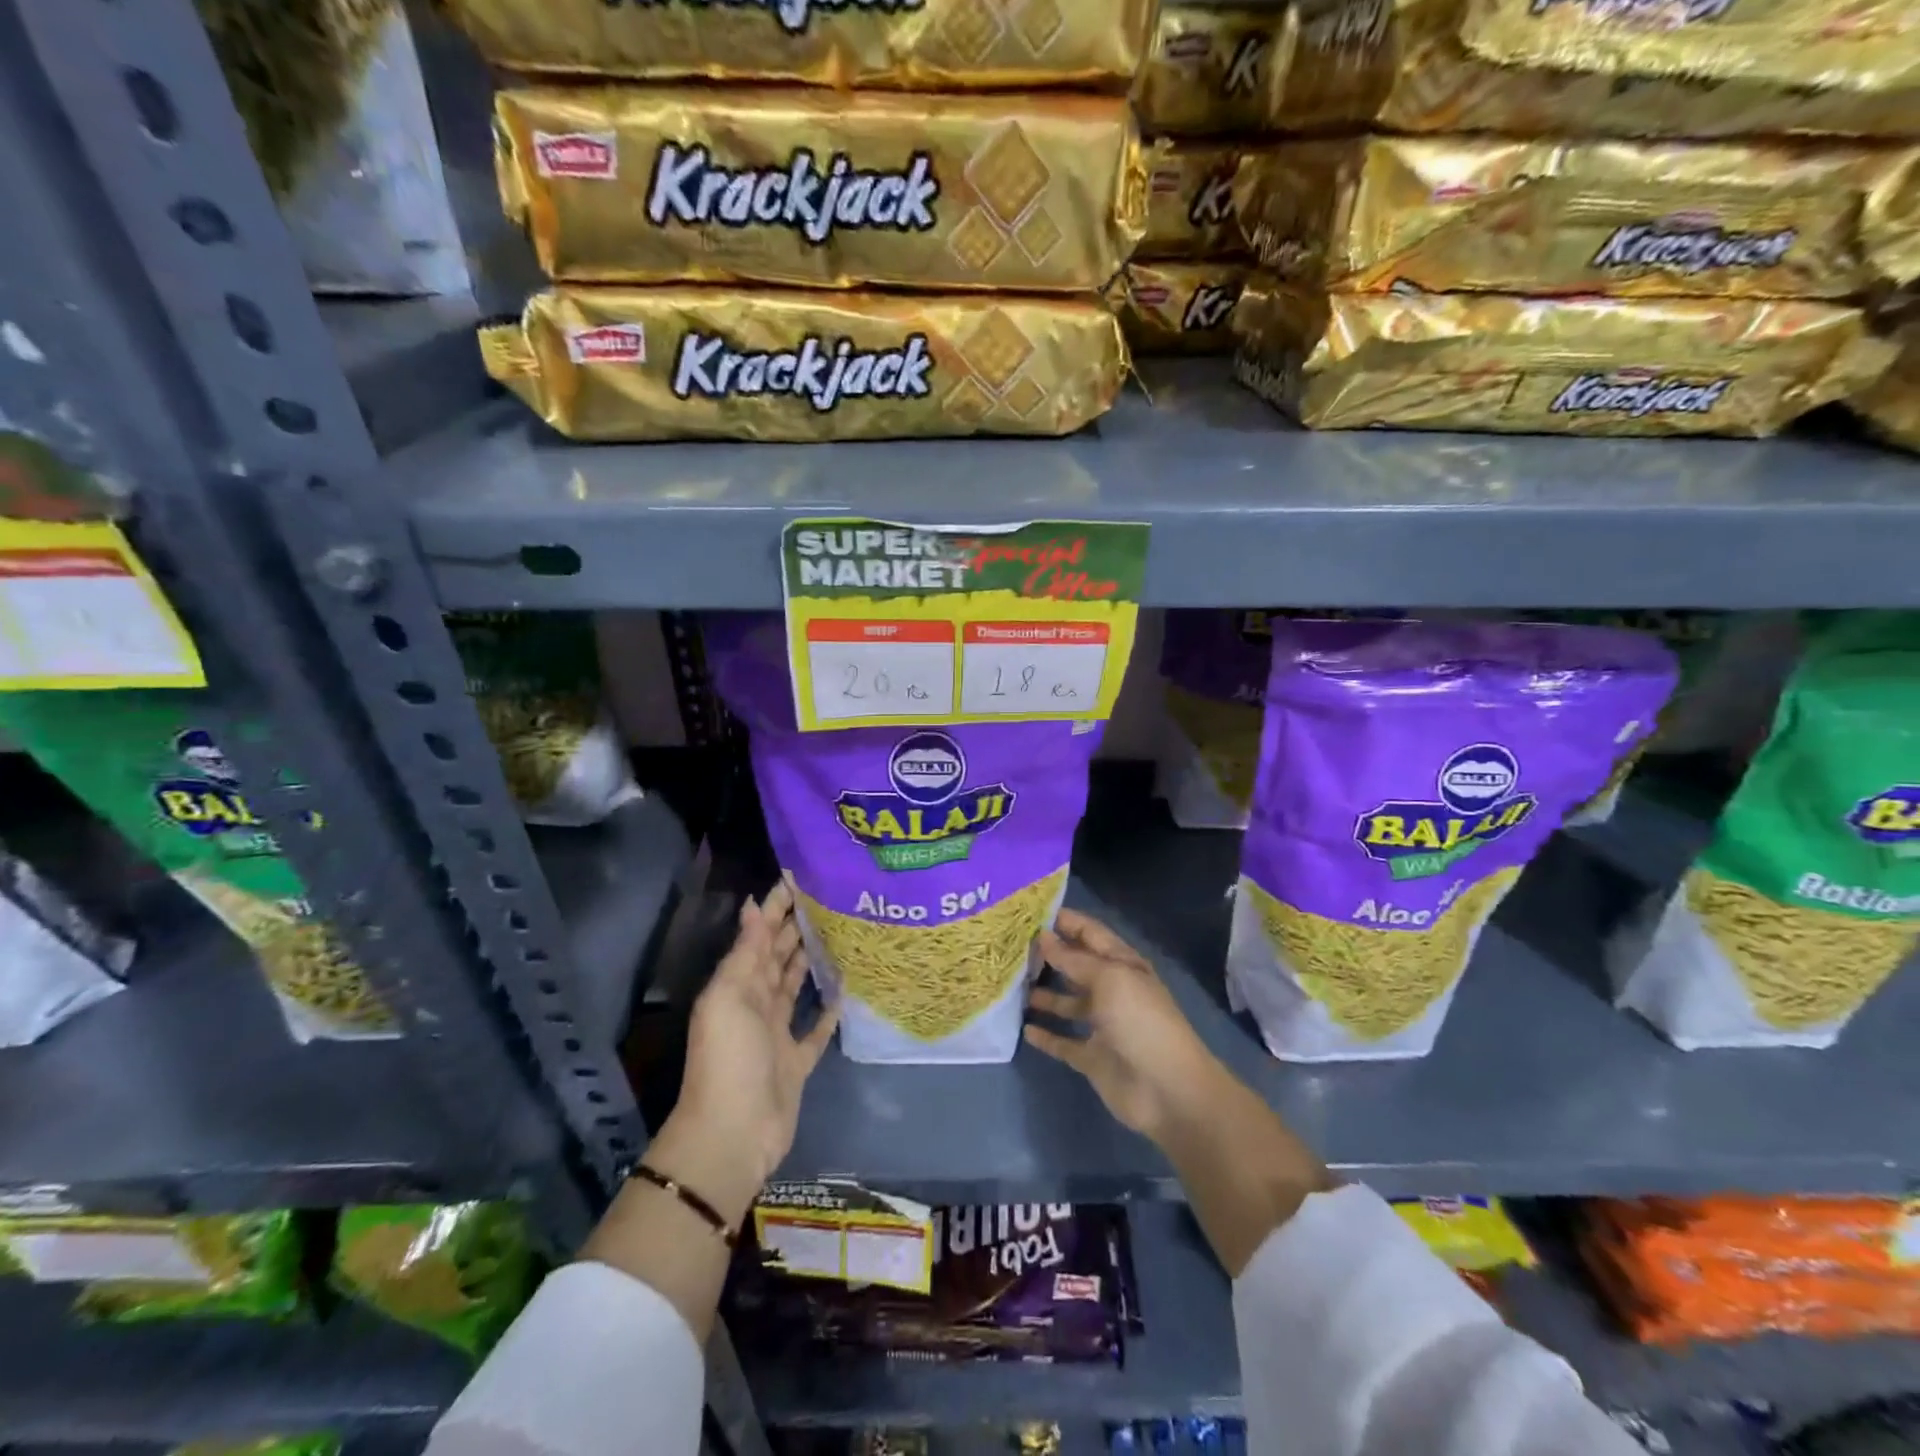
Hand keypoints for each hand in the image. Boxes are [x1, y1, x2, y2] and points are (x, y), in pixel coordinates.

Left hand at [671, 883, 839, 1193]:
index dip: (775, 907)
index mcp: (738, 985)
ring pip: (796, 987)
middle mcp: (757, 1003)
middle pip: (779, 957)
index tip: (798, 878)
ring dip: (810, 962)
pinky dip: (827, 1011)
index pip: (760, 935)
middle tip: (828, 899)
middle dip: (797, 927)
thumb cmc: (729, 1059)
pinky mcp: (797, 1061)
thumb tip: (754, 906)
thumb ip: (746, 953)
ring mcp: (777, 1034)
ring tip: (839, 934)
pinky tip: (846, 991)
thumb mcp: (730, 998)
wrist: (733, 1134)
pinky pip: (815, 1030)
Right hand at [1024, 907, 1222, 1140]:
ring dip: (1043, 995)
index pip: (1089, 933)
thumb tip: (1043, 936)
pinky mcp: (1092, 1058)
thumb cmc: (1141, 1021)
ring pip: (1067, 1003)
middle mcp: (1111, 990)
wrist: (1168, 1090)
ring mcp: (1102, 1025)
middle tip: (1009, 947)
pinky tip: (1024, 1029)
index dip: (1064, 920)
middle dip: (1047, 955)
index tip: (1028, 911)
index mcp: (1122, 965)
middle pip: (1075, 966)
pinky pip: (1063, 1042)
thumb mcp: (1109, 979)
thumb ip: (1073, 959)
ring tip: (1010, 985)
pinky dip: (1046, 1036)